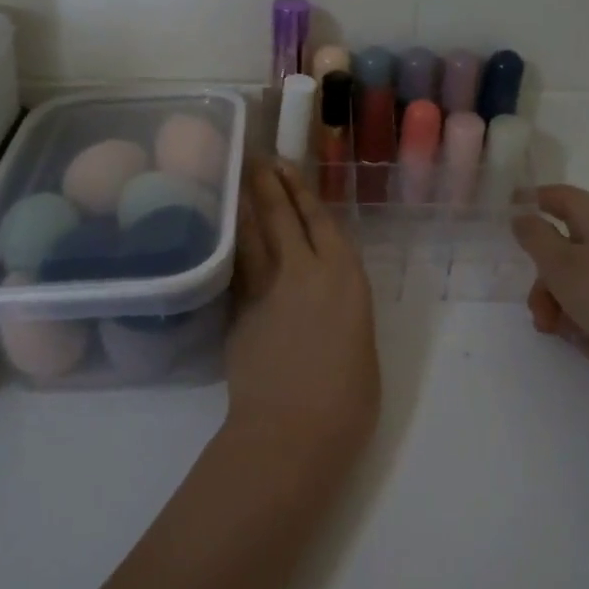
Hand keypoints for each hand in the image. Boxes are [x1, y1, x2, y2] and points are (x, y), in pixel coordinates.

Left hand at [226, 160, 380, 462]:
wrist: (291, 430)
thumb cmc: (347, 398)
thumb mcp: (360, 342)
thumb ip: (342, 309)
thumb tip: (323, 298)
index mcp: (344, 277)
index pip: (320, 222)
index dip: (303, 193)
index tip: (288, 168)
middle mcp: (304, 271)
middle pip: (281, 217)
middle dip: (268, 184)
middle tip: (256, 158)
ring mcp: (265, 290)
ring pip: (253, 235)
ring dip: (246, 205)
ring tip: (239, 180)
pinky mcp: (237, 312)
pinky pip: (236, 267)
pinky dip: (233, 245)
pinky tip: (228, 234)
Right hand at [513, 185, 588, 386]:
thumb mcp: (561, 268)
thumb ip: (534, 238)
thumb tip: (522, 215)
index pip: (553, 195)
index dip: (527, 204)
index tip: (505, 222)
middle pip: (564, 247)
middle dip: (547, 286)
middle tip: (542, 317)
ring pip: (583, 279)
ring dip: (569, 309)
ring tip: (574, 338)